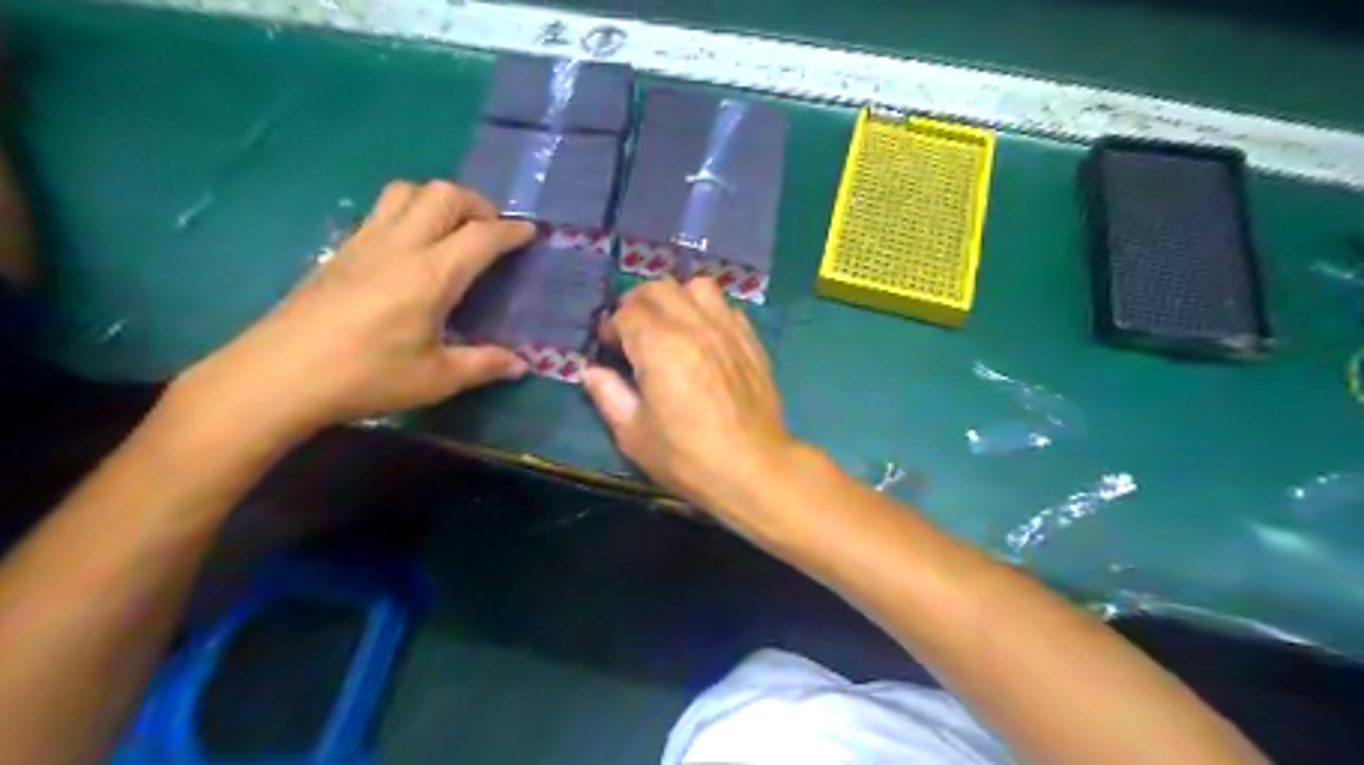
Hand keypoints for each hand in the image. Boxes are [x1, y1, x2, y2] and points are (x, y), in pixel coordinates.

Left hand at [179, 178, 538, 440]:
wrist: (277, 377)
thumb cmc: (365, 377)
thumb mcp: (436, 379)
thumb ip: (484, 365)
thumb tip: (521, 365)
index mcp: (431, 274)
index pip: (482, 235)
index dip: (512, 232)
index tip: (531, 234)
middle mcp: (399, 246)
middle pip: (443, 194)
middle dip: (477, 203)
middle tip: (491, 231)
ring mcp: (363, 243)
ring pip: (405, 191)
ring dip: (437, 199)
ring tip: (452, 230)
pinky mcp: (339, 251)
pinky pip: (380, 211)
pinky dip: (408, 213)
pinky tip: (410, 249)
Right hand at [576, 278, 796, 515]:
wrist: (753, 468)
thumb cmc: (687, 457)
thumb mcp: (634, 435)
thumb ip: (608, 395)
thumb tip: (592, 371)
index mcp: (660, 347)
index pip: (627, 312)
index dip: (611, 326)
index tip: (608, 347)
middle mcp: (695, 326)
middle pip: (660, 288)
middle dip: (637, 303)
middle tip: (632, 331)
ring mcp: (727, 330)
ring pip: (698, 287)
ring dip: (677, 299)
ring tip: (670, 325)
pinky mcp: (751, 341)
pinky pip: (726, 307)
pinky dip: (708, 311)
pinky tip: (704, 337)